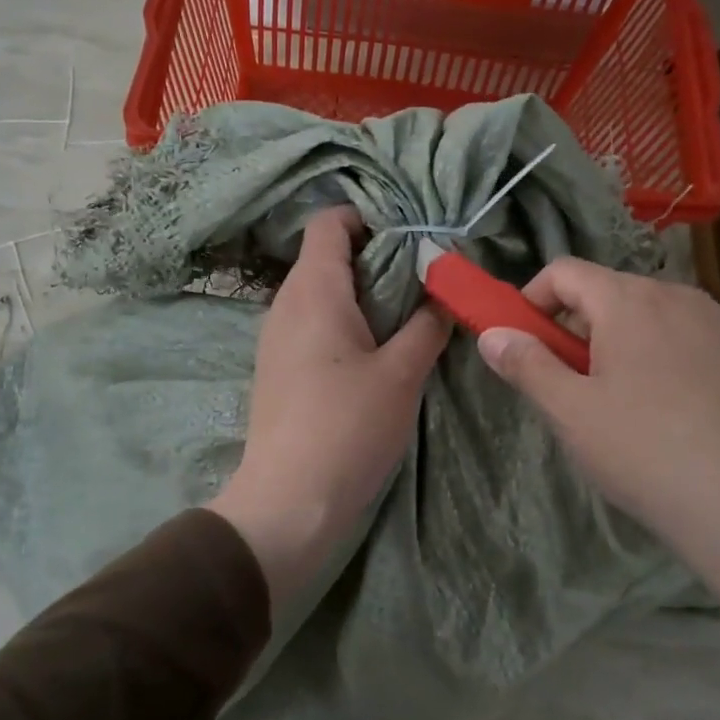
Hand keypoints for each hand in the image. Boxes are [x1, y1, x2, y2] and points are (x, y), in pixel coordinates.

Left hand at [208, 206, 451, 608]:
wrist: (289, 501)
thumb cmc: (348, 427)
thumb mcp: (402, 373)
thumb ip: (427, 324)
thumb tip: (443, 293)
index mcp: (313, 289)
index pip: (329, 221)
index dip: (368, 218)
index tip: (411, 240)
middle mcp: (286, 303)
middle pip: (328, 255)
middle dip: (377, 259)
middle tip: (423, 283)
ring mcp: (277, 337)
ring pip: (322, 292)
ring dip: (363, 295)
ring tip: (407, 319)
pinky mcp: (279, 368)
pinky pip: (313, 324)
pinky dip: (346, 323)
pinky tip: (377, 353)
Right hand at [477, 261, 719, 658]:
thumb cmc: (645, 454)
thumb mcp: (569, 414)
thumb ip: (526, 364)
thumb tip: (492, 334)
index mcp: (629, 302)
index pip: (565, 272)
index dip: (535, 299)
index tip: (528, 342)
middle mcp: (684, 296)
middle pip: (617, 293)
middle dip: (588, 327)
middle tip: (581, 384)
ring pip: (667, 317)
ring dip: (639, 342)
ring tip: (640, 403)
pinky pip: (711, 342)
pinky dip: (689, 360)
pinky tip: (695, 413)